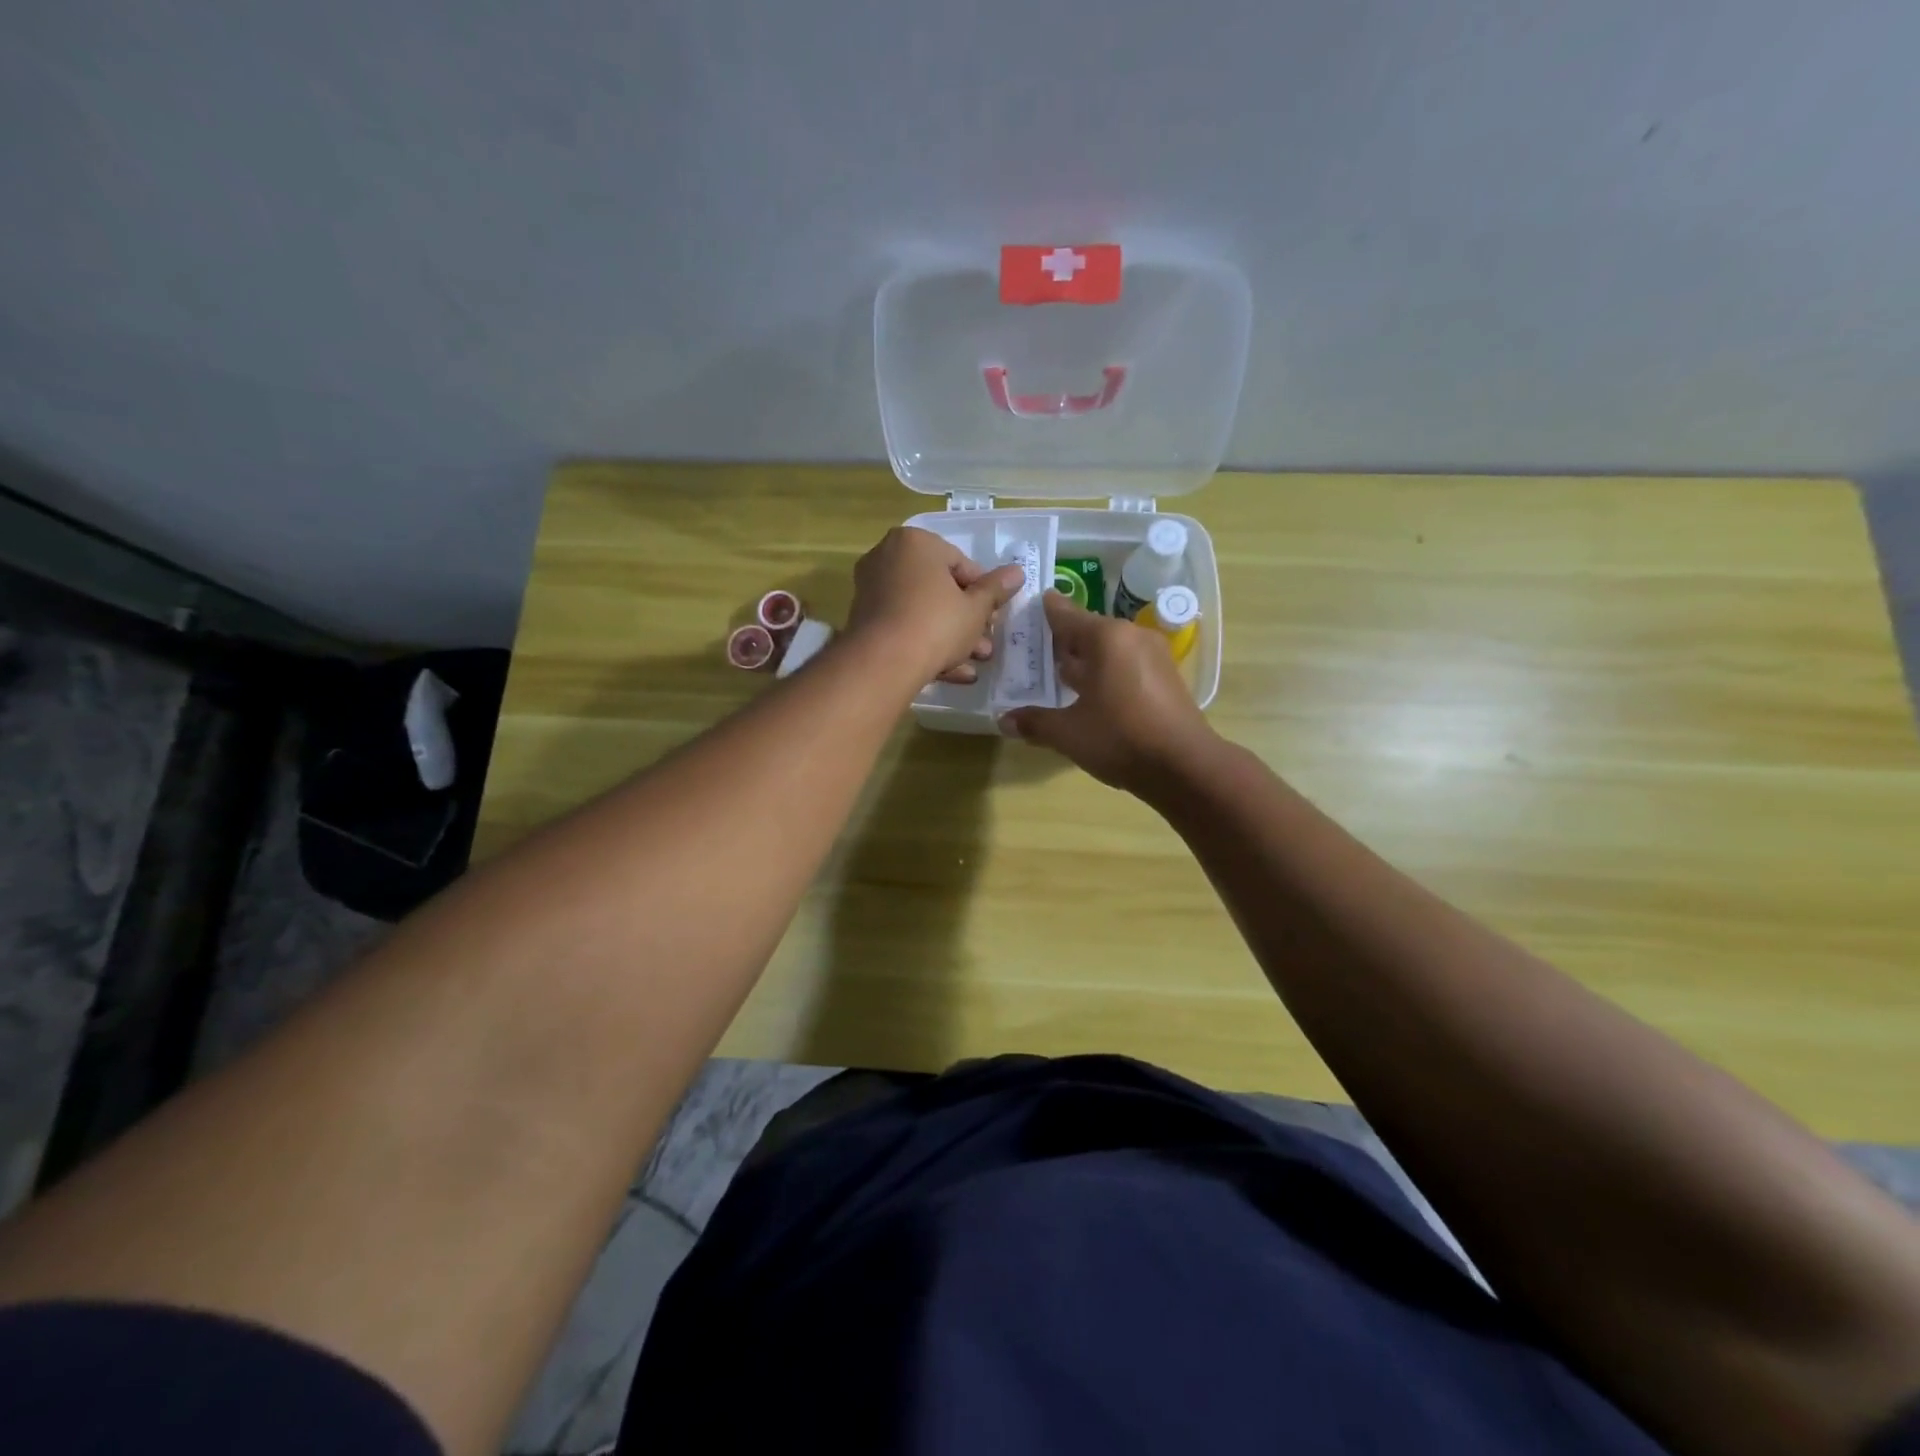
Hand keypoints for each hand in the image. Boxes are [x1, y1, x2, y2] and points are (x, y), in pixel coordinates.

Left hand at [846, 527, 1025, 685]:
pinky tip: (950, 672)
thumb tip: (1017, 573)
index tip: (993, 618)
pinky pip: (903, 627)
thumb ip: (996, 589)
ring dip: (950, 637)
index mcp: (916, 542)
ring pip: (922, 611)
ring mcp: (872, 589)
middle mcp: (888, 557)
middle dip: (966, 620)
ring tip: (974, 664)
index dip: (983, 594)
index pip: (961, 564)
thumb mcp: (976, 608)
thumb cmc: (936, 624)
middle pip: (939, 589)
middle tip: (985, 644)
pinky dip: (925, 644)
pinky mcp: (864, 620)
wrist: (883, 662)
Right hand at [999, 593, 1216, 795]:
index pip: (1066, 614)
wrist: (1185, 767)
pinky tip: (1090, 694)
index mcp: (1106, 638)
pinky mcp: (1166, 678)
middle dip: (1062, 642)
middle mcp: (1131, 637)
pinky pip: (1127, 665)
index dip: (1044, 611)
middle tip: (1033, 651)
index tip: (1028, 605)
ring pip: (1109, 649)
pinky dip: (1106, 673)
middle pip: (1088, 631)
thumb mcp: (1068, 733)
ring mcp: (1154, 656)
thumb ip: (1035, 722)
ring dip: (1085, 661)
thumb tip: (1004, 720)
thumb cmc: (1120, 738)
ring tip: (1057, 676)